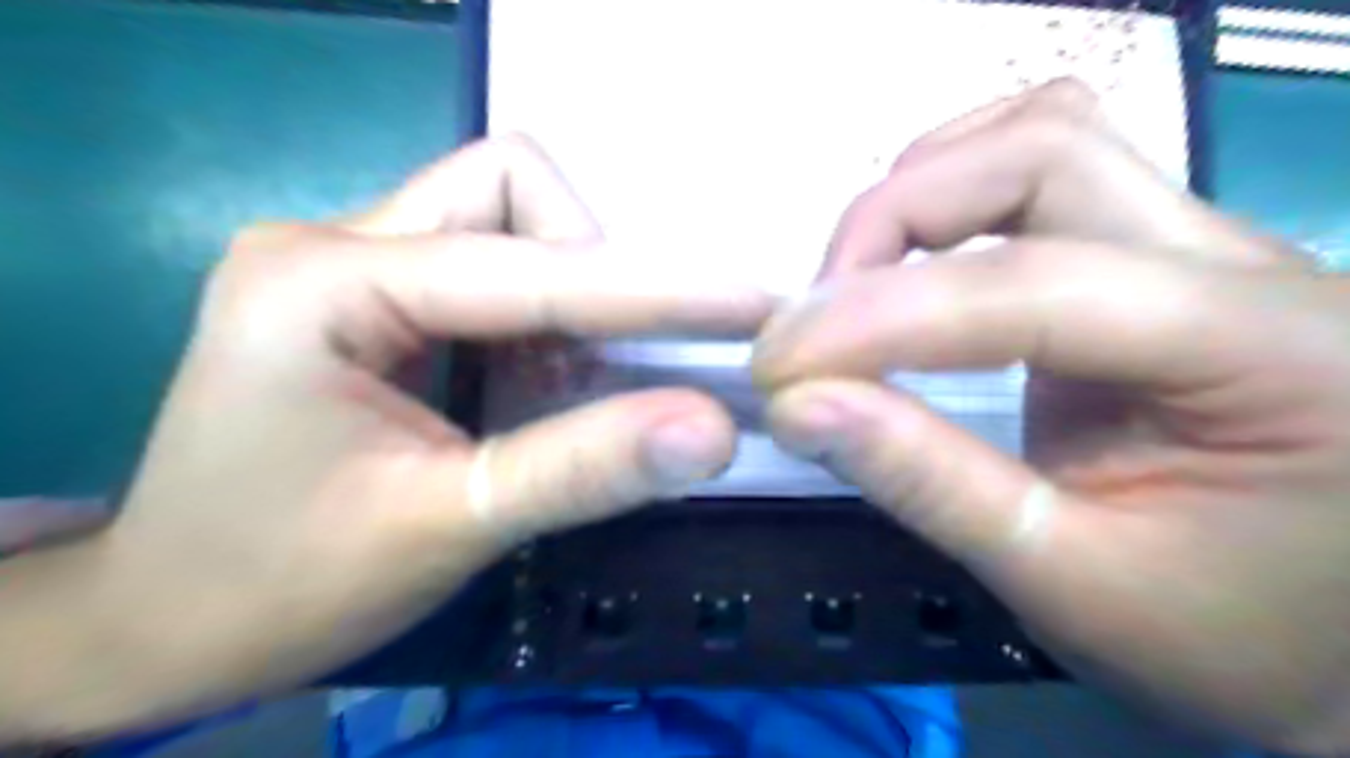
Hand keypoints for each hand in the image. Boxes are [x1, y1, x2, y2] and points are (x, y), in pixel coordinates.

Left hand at [0, 133, 774, 740]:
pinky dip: (540, 318)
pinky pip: (491, 265)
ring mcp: (352, 262)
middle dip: (587, 272)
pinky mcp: (374, 295)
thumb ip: (583, 471)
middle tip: (595, 369)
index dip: (650, 291)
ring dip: (565, 297)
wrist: (168, 618)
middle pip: (511, 191)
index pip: (530, 268)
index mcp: (323, 284)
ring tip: (559, 387)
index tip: (748, 302)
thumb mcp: (446, 527)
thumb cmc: (280, 584)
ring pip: (505, 218)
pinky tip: (531, 382)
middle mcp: (334, 241)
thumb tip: (711, 431)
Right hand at [755, 77, 1349, 752]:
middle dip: (893, 224)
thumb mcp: (1069, 584)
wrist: (1325, 639)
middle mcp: (1240, 263)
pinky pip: (1043, 169)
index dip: (876, 319)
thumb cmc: (1226, 637)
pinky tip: (915, 261)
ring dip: (923, 192)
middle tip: (820, 318)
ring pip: (1042, 135)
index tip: (779, 371)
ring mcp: (1193, 249)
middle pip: (1039, 153)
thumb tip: (800, 407)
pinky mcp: (1146, 264)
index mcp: (1266, 352)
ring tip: (858, 283)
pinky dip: (951, 194)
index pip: (1029, 287)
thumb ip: (929, 484)